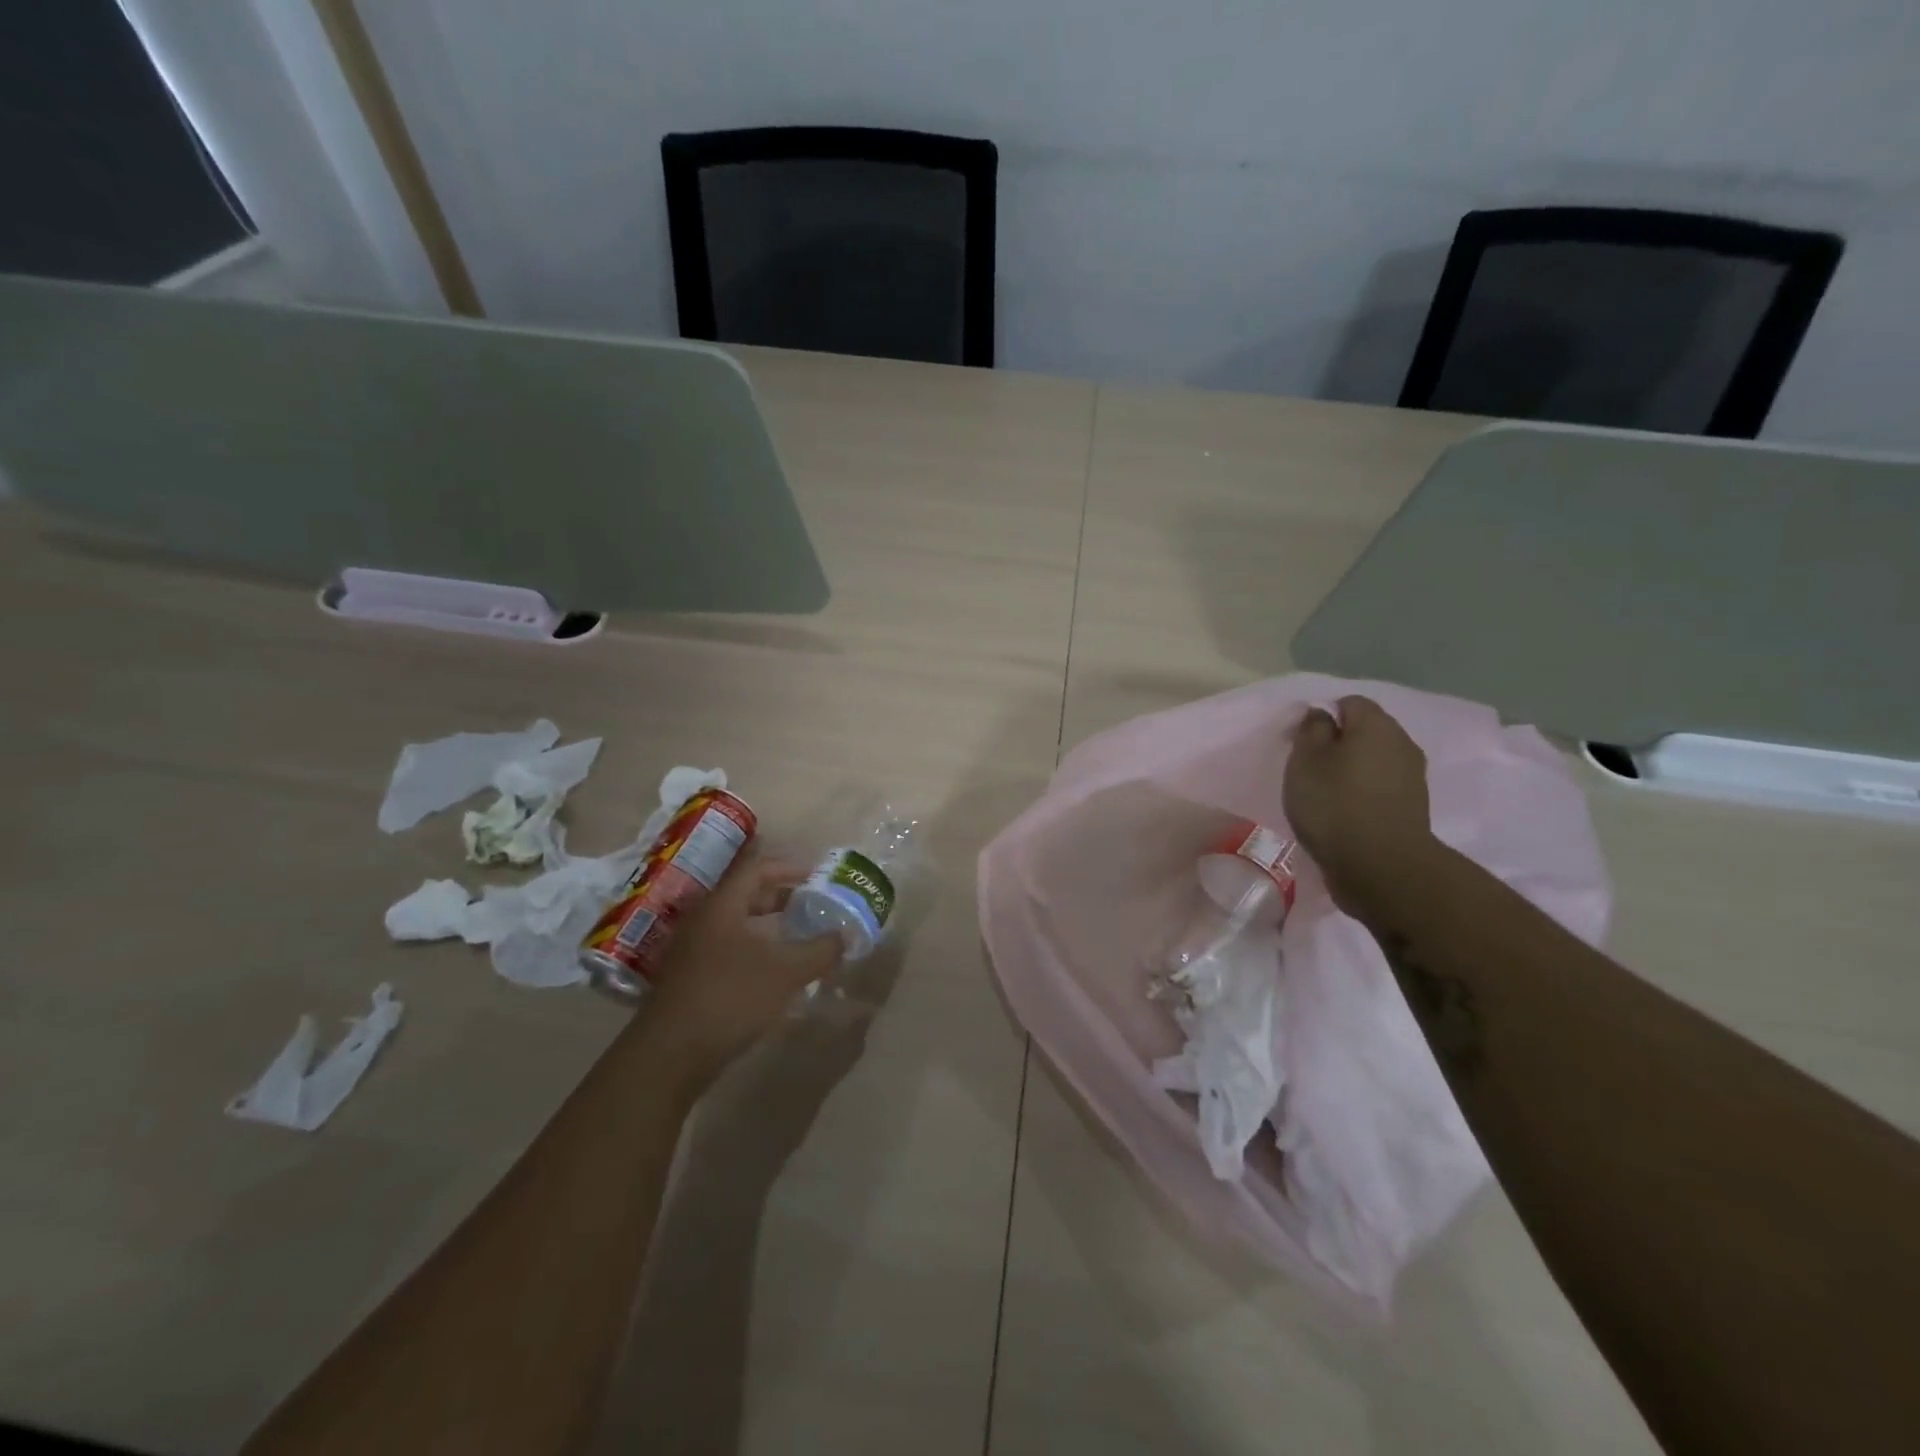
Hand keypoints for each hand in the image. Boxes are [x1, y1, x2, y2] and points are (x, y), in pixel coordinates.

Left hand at [641, 853, 842, 1095]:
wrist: (670, 1056)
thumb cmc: (730, 998)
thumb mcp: (785, 972)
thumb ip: (820, 950)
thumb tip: (846, 935)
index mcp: (723, 905)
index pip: (758, 868)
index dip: (790, 867)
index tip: (819, 875)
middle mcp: (706, 920)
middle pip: (748, 895)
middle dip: (785, 897)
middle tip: (817, 904)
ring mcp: (695, 950)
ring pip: (741, 925)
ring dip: (774, 928)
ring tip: (805, 937)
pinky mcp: (694, 978)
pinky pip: (733, 950)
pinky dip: (760, 951)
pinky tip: (780, 972)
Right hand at [1284, 696, 1437, 922]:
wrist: (1381, 867)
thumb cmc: (1334, 805)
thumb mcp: (1305, 761)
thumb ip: (1312, 730)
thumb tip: (1322, 715)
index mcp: (1376, 725)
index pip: (1349, 703)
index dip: (1322, 717)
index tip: (1300, 743)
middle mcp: (1402, 744)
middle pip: (1365, 731)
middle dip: (1338, 744)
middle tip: (1308, 769)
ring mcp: (1412, 777)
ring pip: (1374, 760)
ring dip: (1350, 771)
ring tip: (1324, 795)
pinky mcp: (1412, 807)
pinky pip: (1381, 787)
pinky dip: (1362, 794)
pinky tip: (1343, 814)